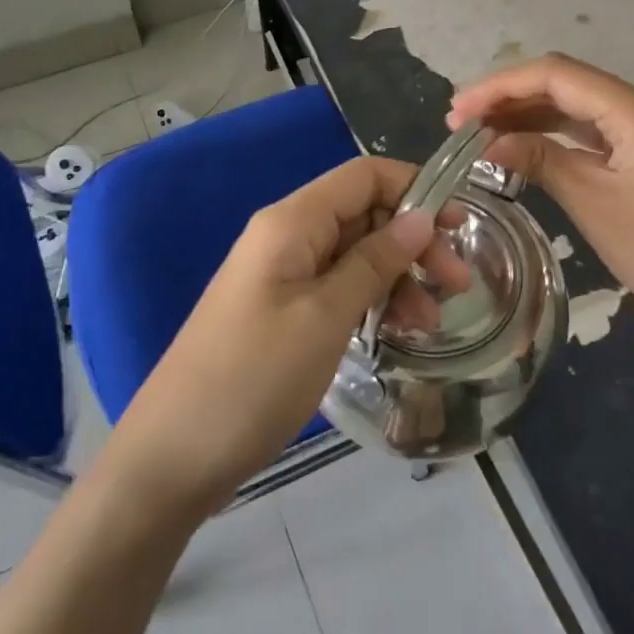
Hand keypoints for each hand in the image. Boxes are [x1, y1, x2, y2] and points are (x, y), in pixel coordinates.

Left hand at [106, 157, 468, 516]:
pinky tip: (397, 332)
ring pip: (355, 255)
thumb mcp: (325, 317)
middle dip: (414, 241)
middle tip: (458, 284)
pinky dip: (371, 302)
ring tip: (431, 323)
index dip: (415, 189)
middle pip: (363, 215)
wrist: (172, 458)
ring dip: (398, 277)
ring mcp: (282, 277)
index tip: (461, 224)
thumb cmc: (252, 379)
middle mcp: (286, 237)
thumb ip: (375, 261)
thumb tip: (421, 217)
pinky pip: (337, 289)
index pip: (364, 176)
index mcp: (290, 222)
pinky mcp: (281, 312)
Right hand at [449, 54, 633, 413]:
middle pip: (562, 83)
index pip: (556, 76)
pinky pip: (583, 130)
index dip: (501, 86)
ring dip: (523, 114)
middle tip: (458, 122)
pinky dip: (546, 134)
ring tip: (476, 133)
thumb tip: (487, 142)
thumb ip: (539, 159)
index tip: (457, 111)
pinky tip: (514, 145)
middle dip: (508, 96)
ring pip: (570, 105)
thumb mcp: (591, 201)